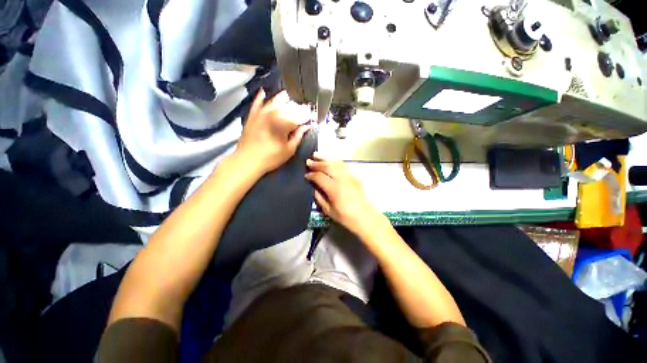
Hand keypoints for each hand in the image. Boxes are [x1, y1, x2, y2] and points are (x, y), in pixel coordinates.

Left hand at [236, 89, 310, 174]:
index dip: (306, 115)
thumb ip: (298, 136)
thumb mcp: (289, 150)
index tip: (310, 115)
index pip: (298, 116)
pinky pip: (256, 103)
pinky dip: (260, 97)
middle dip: (297, 107)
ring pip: (273, 102)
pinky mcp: (252, 116)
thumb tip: (306, 127)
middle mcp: (273, 115)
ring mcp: (261, 114)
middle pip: (287, 107)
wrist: (247, 161)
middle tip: (303, 108)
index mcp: (284, 124)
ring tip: (288, 98)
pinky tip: (263, 92)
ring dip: (282, 99)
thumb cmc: (271, 158)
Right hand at [306, 153, 381, 233]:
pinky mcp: (355, 176)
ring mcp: (350, 176)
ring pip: (336, 163)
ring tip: (317, 155)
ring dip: (325, 159)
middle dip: (317, 163)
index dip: (311, 175)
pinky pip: (343, 165)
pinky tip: (331, 161)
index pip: (319, 176)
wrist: (365, 217)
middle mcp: (342, 179)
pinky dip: (335, 161)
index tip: (306, 175)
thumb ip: (319, 197)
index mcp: (334, 189)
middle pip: (327, 166)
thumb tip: (314, 187)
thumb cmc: (346, 217)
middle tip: (309, 161)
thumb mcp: (328, 210)